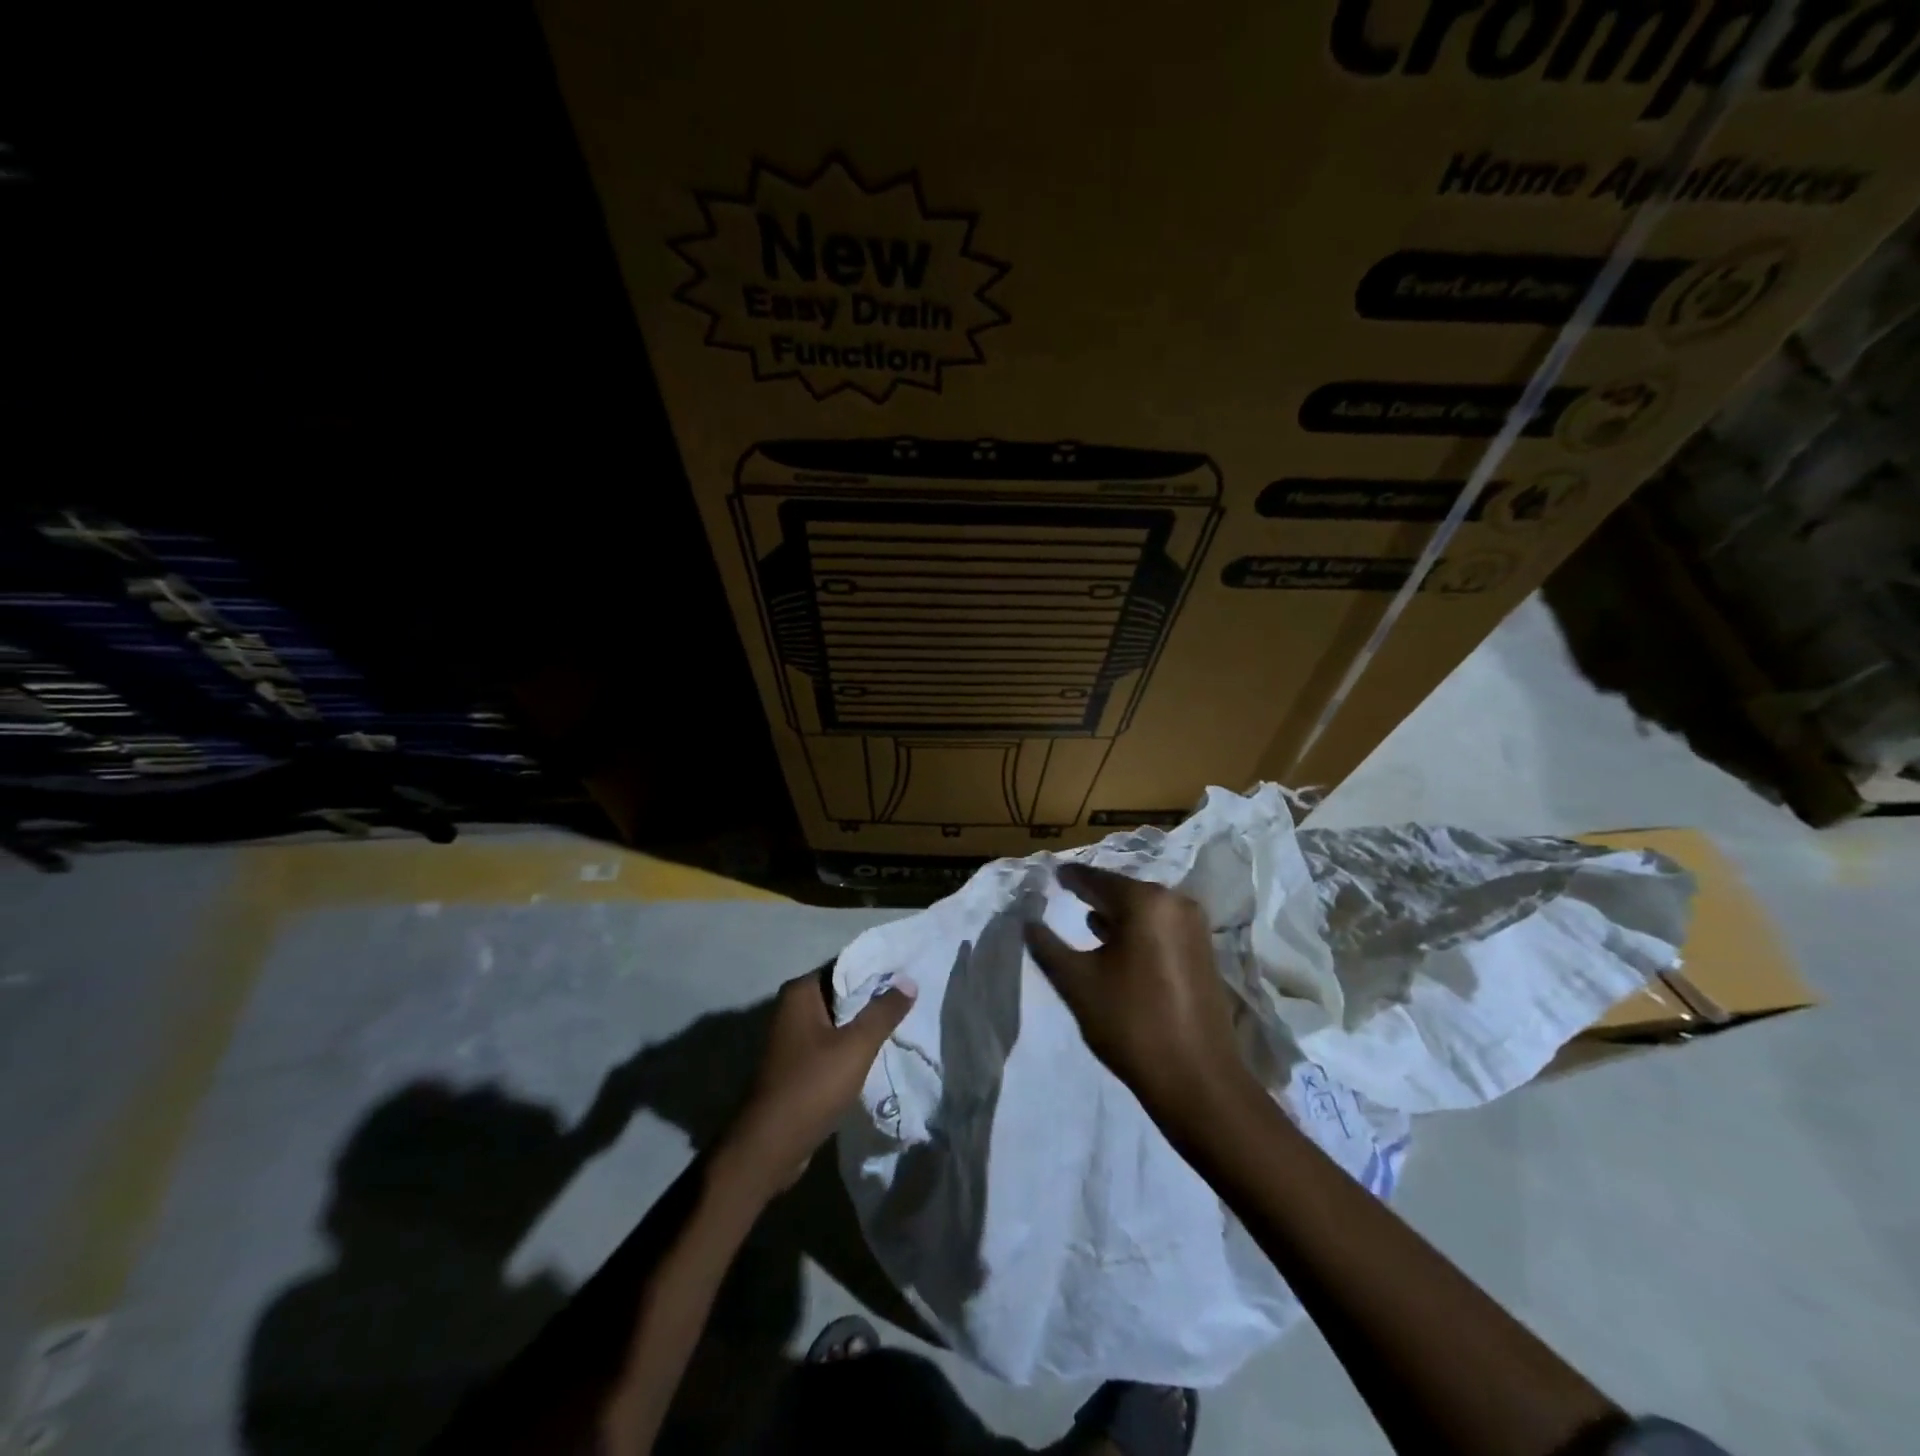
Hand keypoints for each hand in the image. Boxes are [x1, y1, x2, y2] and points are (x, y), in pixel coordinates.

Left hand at [718, 968, 916, 1200]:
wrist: (770, 1146)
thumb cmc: (812, 1086)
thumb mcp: (856, 1046)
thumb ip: (884, 1012)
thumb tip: (909, 982)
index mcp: (800, 993)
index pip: (845, 967)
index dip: (876, 971)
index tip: (907, 975)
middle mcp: (791, 1009)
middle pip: (841, 994)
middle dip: (873, 999)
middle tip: (910, 1000)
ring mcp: (792, 1039)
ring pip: (838, 1022)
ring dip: (863, 1026)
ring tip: (900, 1025)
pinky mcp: (796, 1065)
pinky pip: (831, 1045)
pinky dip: (851, 1047)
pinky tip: (876, 1054)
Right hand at [1024, 863, 1252, 1126]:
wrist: (1197, 1080)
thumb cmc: (1131, 1023)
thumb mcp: (1077, 983)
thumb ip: (1048, 946)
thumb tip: (1029, 922)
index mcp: (1145, 902)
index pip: (1096, 879)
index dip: (1070, 878)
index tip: (1051, 874)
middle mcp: (1175, 903)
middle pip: (1123, 891)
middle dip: (1094, 894)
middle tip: (1066, 892)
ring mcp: (1194, 928)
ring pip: (1144, 911)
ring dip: (1116, 915)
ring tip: (1086, 918)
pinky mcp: (1203, 953)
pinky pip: (1160, 928)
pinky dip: (1136, 931)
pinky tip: (1117, 944)